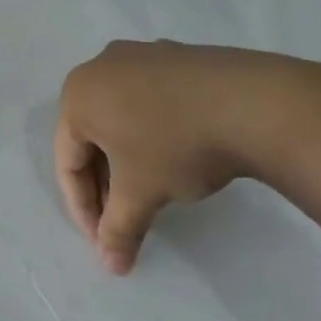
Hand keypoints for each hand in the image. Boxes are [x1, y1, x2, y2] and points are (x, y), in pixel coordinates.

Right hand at [53, 41, 320, 274]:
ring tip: (149, 193)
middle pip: (91, 137)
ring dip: (127, 160)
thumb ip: (118, 229)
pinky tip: (175, 157)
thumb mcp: (141, 194)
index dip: (82, 208)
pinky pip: (148, 101)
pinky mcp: (176, 57)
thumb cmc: (177, 146)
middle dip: (105, 184)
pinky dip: (150, 133)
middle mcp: (102, 66)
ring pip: (120, 118)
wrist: (252, 103)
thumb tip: (111, 263)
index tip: (103, 242)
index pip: (68, 161)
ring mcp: (141, 56)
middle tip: (122, 222)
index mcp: (79, 93)